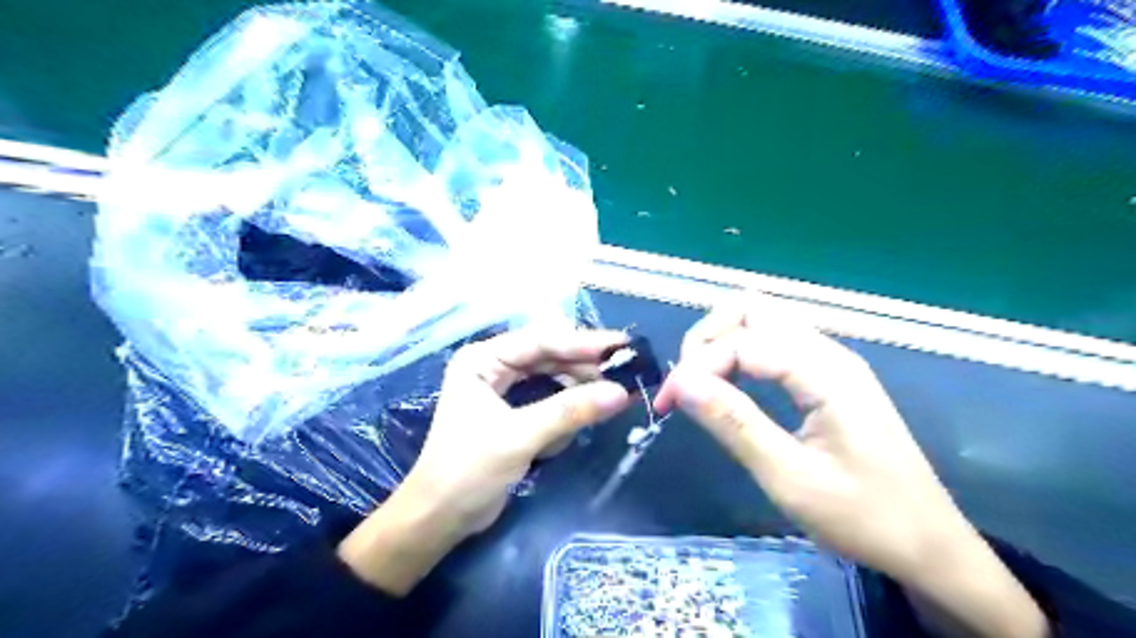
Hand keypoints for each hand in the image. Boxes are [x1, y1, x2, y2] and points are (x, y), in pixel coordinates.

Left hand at [340, 330, 630, 596]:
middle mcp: (492, 366)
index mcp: (482, 359)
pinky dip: (568, 406)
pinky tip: (589, 409)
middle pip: (548, 355)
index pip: (540, 342)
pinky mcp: (513, 411)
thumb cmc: (469, 471)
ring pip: (552, 376)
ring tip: (615, 389)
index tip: (622, 344)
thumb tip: (622, 393)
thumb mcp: (520, 436)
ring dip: (580, 385)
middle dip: (585, 364)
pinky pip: (549, 398)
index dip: (583, 343)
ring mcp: (503, 388)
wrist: (440, 519)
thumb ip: (570, 411)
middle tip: (627, 366)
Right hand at [663, 297, 1049, 636]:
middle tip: (687, 382)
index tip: (668, 404)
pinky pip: (775, 343)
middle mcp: (828, 352)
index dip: (697, 366)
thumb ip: (734, 424)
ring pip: (763, 320)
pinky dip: (742, 354)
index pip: (743, 342)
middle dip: (708, 336)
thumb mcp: (789, 478)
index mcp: (825, 372)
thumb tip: (680, 382)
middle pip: (753, 308)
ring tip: (701, 384)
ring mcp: (831, 361)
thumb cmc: (863, 517)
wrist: (929, 545)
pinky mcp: (829, 376)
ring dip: (723, 342)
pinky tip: (731, 386)